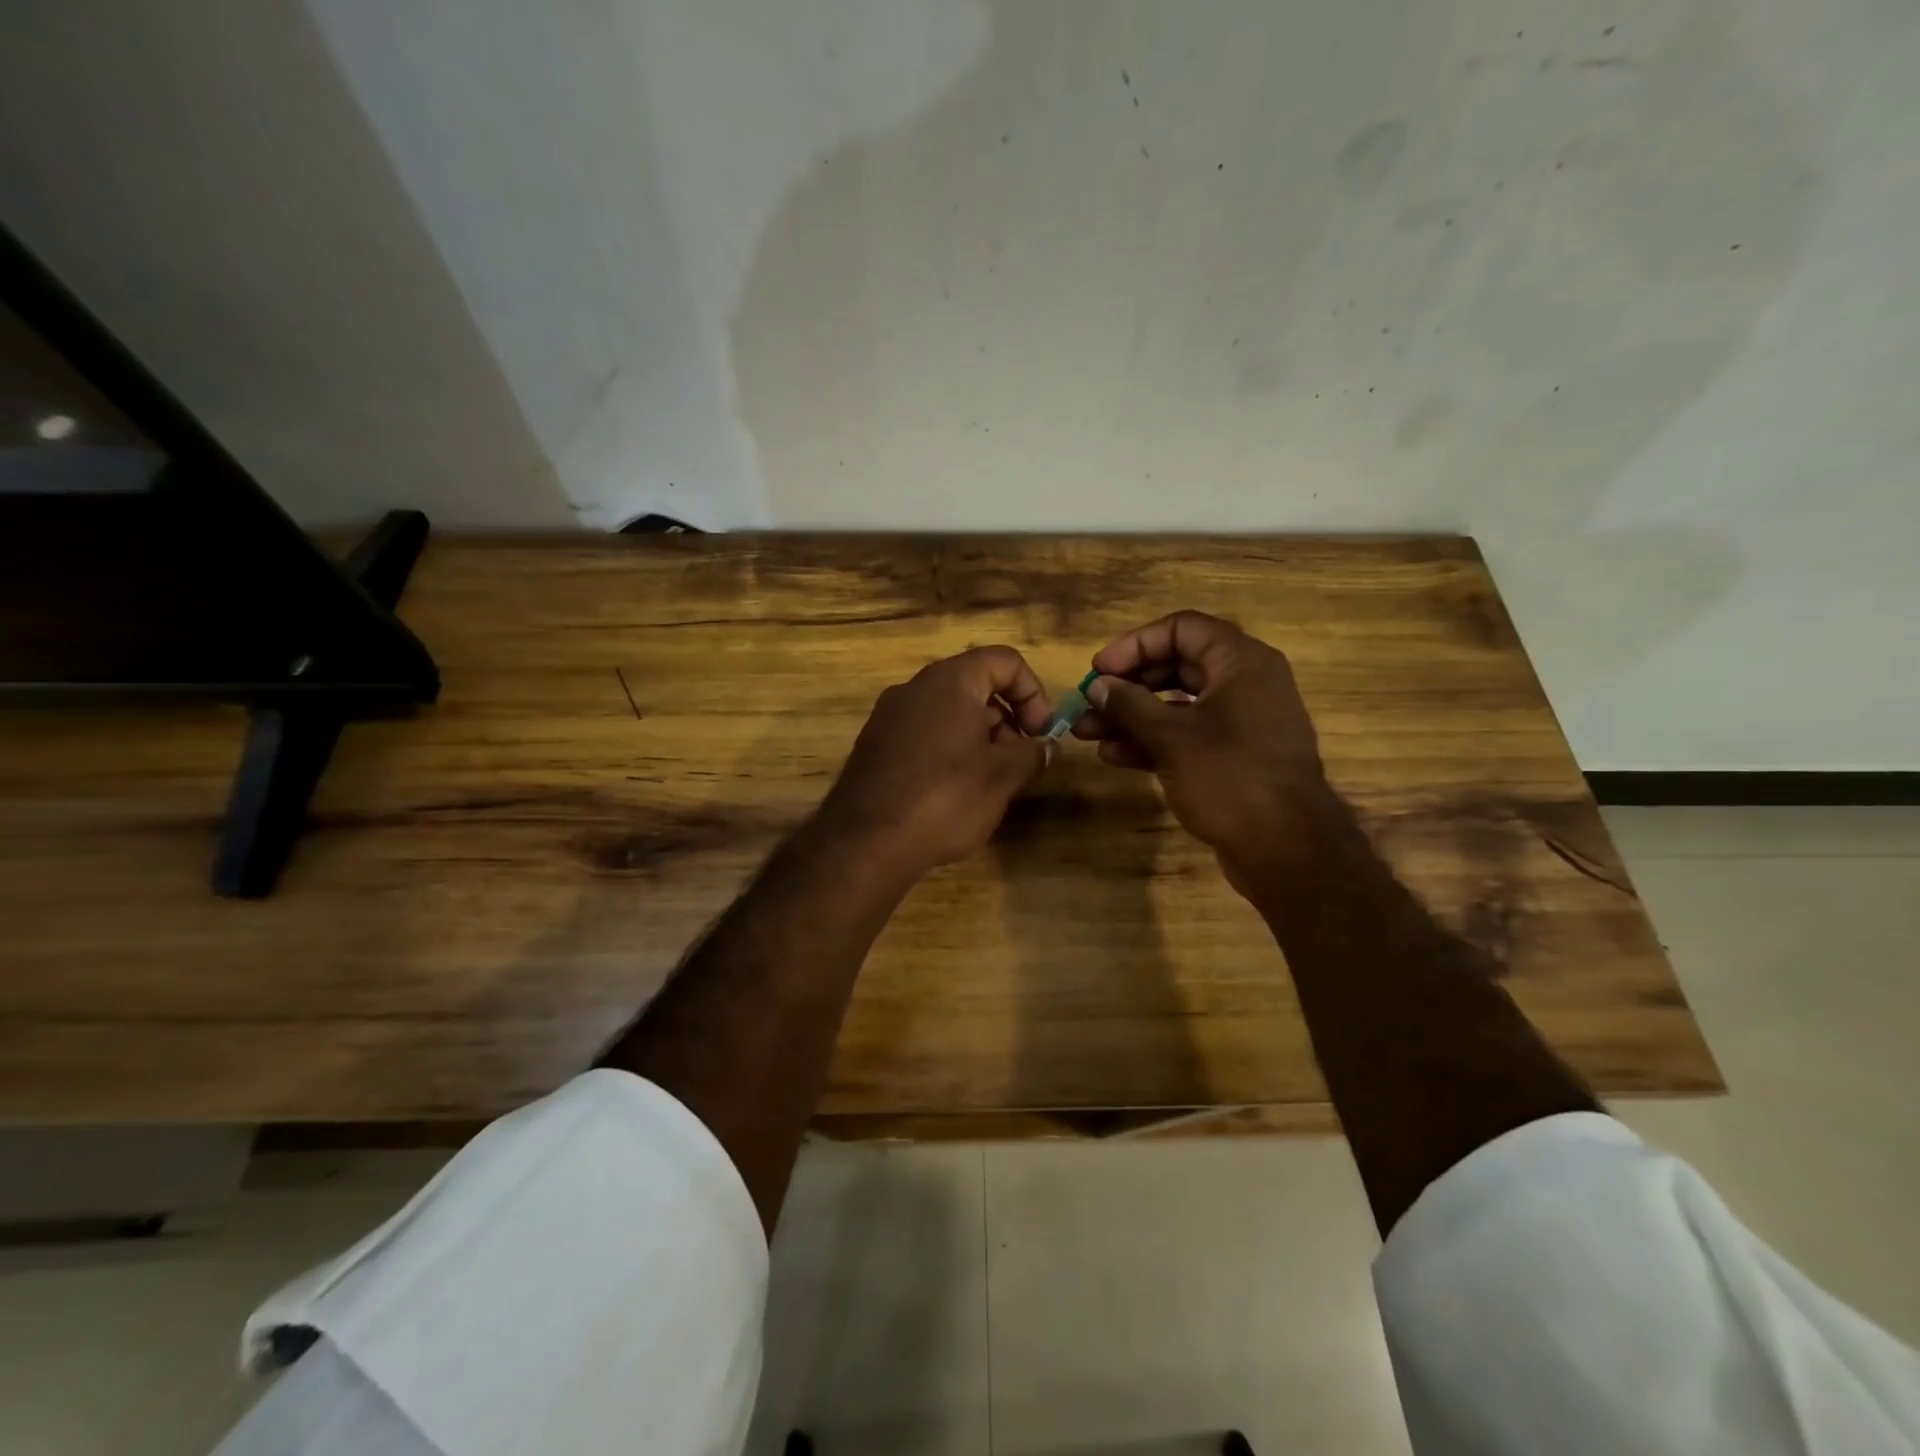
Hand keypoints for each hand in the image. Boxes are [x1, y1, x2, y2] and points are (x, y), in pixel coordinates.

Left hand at [816, 645, 1052, 878]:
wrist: (865, 842)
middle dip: (1008, 720)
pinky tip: (954, 793)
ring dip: (980, 739)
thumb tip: (1046, 747)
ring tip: (991, 783)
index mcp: (949, 681)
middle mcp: (915, 688)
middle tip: (1020, 763)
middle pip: (976, 685)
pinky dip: (949, 751)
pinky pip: (924, 734)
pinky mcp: (875, 745)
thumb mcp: (1001, 777)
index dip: (1033, 692)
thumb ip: (1032, 754)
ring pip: (949, 712)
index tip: (1041, 734)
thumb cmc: (944, 798)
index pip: (1004, 661)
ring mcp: (889, 716)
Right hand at [1073, 611, 1331, 891]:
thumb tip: (1097, 685)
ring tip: (1087, 732)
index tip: (1099, 669)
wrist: (1286, 849)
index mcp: (1241, 662)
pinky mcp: (1234, 756)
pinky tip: (1114, 756)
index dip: (1134, 644)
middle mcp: (1244, 684)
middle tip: (1089, 701)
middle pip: (1176, 666)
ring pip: (1178, 705)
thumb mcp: (1171, 737)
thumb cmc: (1230, 777)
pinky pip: (1188, 735)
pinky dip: (1153, 741)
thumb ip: (1130, 705)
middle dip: (1127, 685)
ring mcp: (1241, 722)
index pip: (1181, 629)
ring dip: (1132, 717)